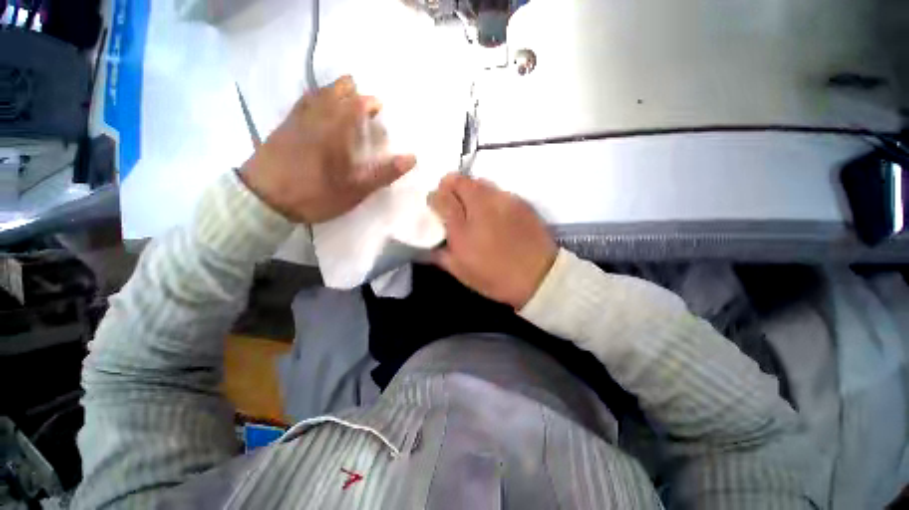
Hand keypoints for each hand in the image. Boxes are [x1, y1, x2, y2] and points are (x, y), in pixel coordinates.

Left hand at [240, 76, 416, 222]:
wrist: (263, 200)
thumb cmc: (315, 194)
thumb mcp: (355, 189)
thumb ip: (383, 172)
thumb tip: (411, 158)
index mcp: (335, 129)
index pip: (355, 104)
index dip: (368, 102)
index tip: (379, 108)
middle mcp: (315, 117)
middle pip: (333, 92)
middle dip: (349, 90)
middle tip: (361, 100)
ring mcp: (296, 120)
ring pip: (315, 95)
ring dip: (331, 92)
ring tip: (342, 97)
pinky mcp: (282, 128)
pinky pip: (301, 104)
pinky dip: (313, 100)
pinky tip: (316, 107)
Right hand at [428, 174, 557, 309]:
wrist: (539, 277)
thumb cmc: (496, 277)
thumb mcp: (461, 272)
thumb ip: (440, 254)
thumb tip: (428, 244)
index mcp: (462, 227)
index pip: (440, 197)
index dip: (434, 198)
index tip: (435, 205)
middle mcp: (481, 206)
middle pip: (459, 180)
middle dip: (450, 186)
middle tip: (453, 202)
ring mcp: (503, 200)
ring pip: (479, 181)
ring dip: (471, 190)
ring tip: (475, 208)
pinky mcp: (520, 201)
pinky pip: (498, 190)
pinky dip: (490, 197)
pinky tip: (496, 215)